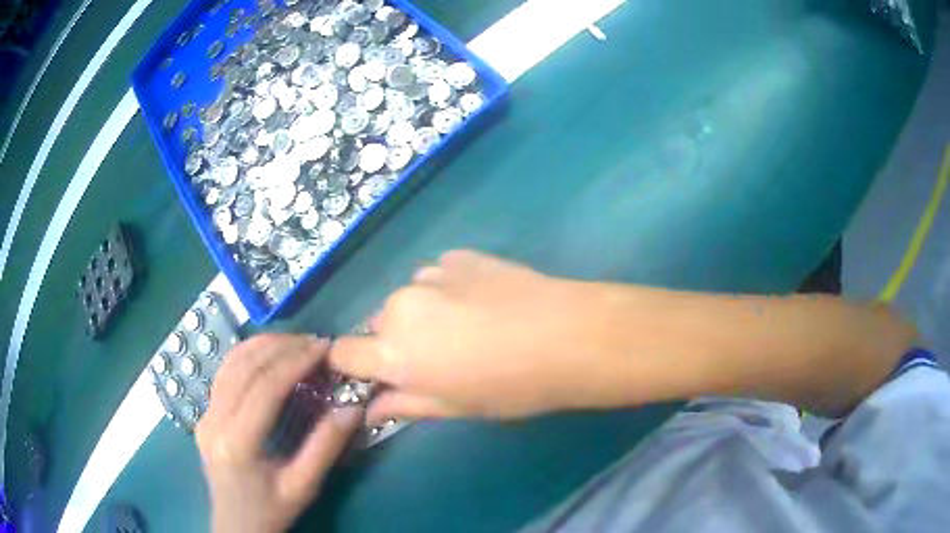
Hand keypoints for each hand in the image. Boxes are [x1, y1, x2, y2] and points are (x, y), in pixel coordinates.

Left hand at [196, 334, 363, 532]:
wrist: (236, 525)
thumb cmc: (270, 510)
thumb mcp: (303, 487)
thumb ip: (325, 448)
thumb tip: (352, 409)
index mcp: (237, 443)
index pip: (264, 388)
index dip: (294, 362)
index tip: (322, 348)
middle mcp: (213, 421)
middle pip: (243, 368)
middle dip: (280, 347)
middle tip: (314, 342)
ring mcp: (204, 415)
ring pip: (229, 364)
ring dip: (262, 346)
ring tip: (295, 343)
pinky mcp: (204, 414)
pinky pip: (224, 374)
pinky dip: (247, 357)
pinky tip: (268, 355)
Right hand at [330, 251, 607, 422]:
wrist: (567, 335)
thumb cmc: (510, 386)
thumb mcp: (455, 407)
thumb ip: (406, 405)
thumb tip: (372, 409)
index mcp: (394, 351)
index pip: (344, 353)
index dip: (354, 365)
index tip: (373, 373)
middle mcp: (400, 307)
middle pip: (377, 324)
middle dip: (395, 342)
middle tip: (437, 358)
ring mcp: (429, 275)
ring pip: (407, 299)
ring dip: (421, 314)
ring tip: (466, 328)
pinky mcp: (458, 256)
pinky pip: (436, 276)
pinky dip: (447, 290)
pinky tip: (483, 302)